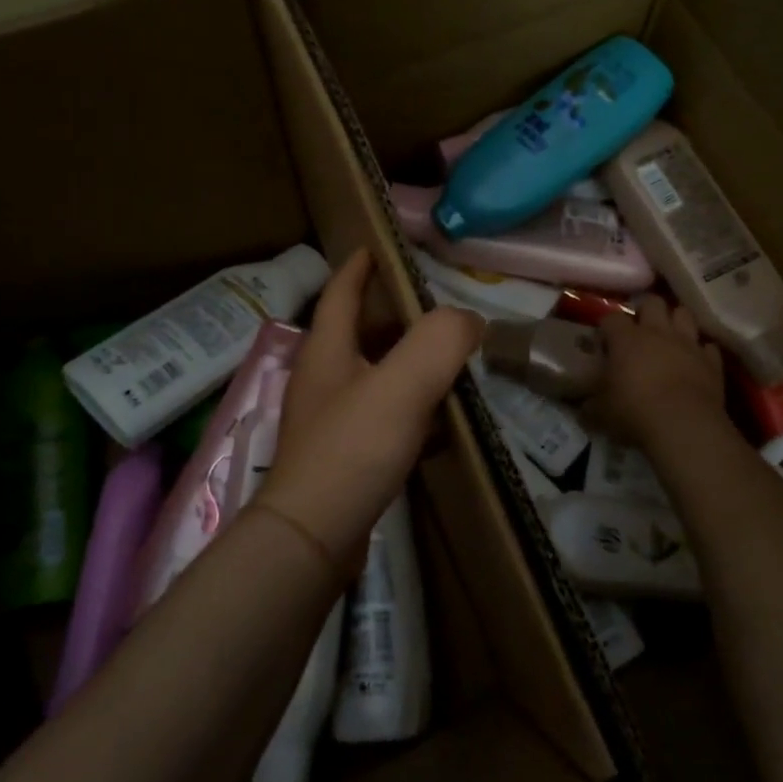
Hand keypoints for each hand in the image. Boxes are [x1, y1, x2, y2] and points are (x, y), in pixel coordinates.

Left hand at [254, 250, 482, 572]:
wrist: (314, 535)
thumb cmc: (352, 448)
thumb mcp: (402, 384)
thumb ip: (440, 341)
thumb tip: (468, 320)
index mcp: (327, 349)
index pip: (341, 291)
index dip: (360, 266)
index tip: (380, 246)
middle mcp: (322, 378)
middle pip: (357, 331)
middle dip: (392, 314)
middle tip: (435, 307)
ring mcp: (329, 419)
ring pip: (371, 374)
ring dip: (403, 361)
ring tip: (445, 357)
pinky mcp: (343, 455)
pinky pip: (381, 415)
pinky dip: (408, 406)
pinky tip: (438, 419)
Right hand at [593, 296, 725, 451]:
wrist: (684, 426)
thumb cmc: (634, 412)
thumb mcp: (601, 413)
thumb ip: (590, 406)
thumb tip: (584, 408)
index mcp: (626, 339)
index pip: (612, 317)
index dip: (607, 327)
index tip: (604, 341)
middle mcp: (658, 332)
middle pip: (652, 302)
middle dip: (645, 310)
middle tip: (639, 330)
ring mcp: (688, 344)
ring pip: (683, 314)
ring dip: (676, 322)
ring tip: (669, 337)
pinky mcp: (712, 361)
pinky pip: (708, 347)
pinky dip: (701, 351)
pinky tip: (695, 361)